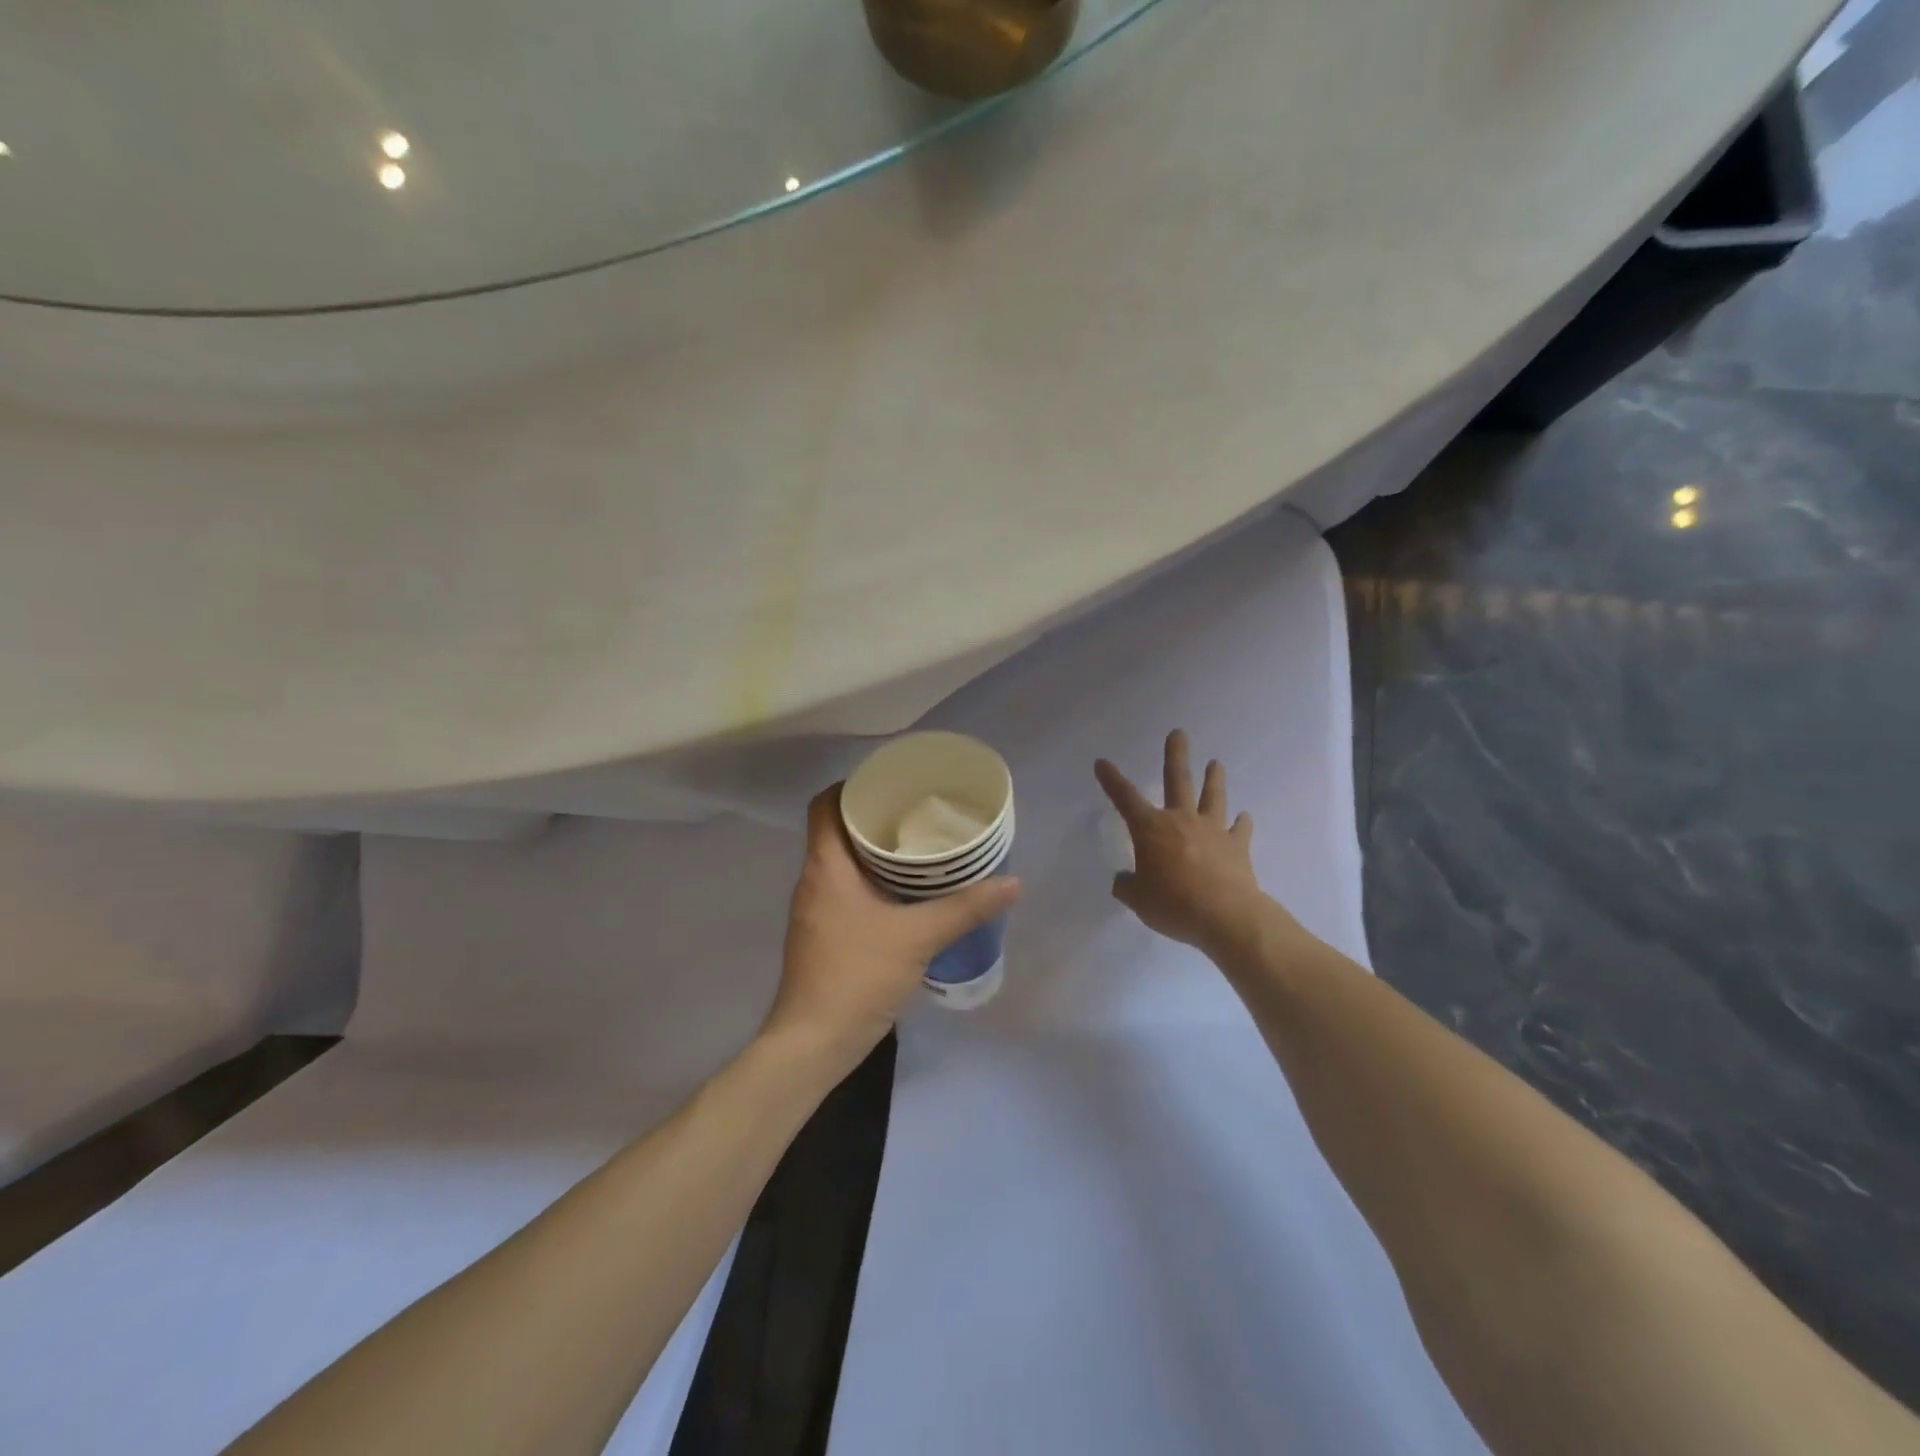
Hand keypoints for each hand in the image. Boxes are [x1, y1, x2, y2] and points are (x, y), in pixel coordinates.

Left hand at [764, 785, 1021, 1075]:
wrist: (814, 1043)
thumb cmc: (857, 976)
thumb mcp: (918, 937)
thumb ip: (965, 908)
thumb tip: (1013, 883)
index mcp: (825, 867)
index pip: (825, 805)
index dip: (853, 786)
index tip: (892, 784)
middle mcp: (814, 881)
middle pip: (837, 831)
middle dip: (876, 818)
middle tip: (920, 812)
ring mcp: (816, 910)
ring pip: (844, 863)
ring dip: (876, 852)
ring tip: (921, 847)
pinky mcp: (824, 935)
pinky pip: (848, 890)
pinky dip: (874, 882)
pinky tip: (908, 894)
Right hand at [1095, 731, 1276, 954]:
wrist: (1225, 916)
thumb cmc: (1173, 904)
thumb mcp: (1138, 900)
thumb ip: (1128, 886)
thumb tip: (1124, 880)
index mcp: (1151, 829)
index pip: (1125, 798)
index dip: (1111, 780)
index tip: (1102, 762)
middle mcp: (1181, 820)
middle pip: (1177, 780)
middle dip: (1175, 755)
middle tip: (1178, 733)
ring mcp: (1212, 831)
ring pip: (1212, 797)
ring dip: (1214, 779)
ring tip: (1216, 762)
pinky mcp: (1237, 847)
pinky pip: (1240, 829)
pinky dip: (1242, 822)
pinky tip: (1244, 817)